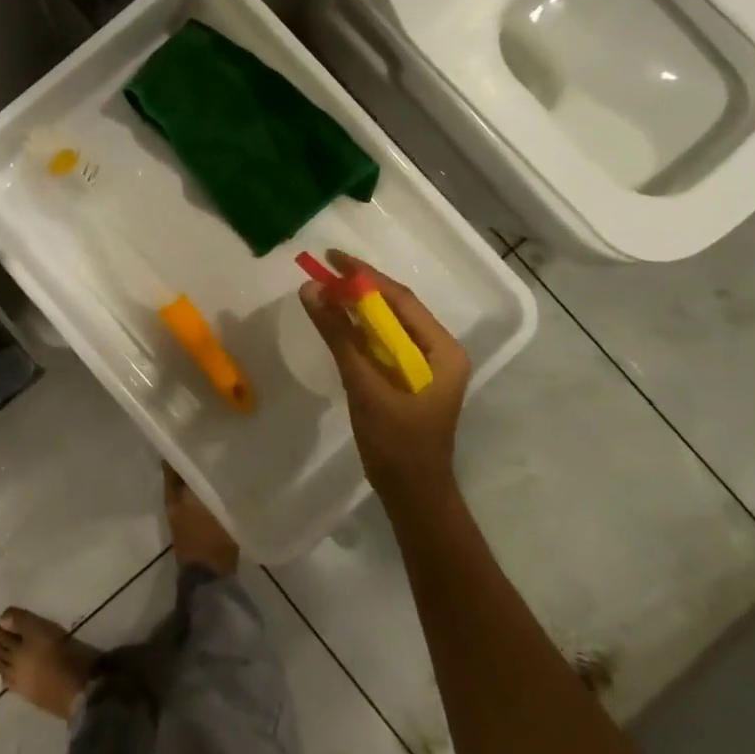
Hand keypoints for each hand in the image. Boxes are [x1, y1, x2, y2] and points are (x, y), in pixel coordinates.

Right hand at [299, 250, 470, 514]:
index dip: (365, 276)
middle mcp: (438, 351)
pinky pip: (381, 344)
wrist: (412, 496)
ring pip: (387, 325)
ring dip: (356, 308)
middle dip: (359, 288)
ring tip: (323, 289)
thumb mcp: (365, 386)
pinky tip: (335, 322)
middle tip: (323, 270)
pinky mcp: (407, 379)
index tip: (332, 257)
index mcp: (442, 350)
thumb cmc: (397, 444)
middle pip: (395, 308)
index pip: (401, 299)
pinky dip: (358, 331)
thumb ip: (340, 337)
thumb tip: (311, 290)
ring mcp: (424, 366)